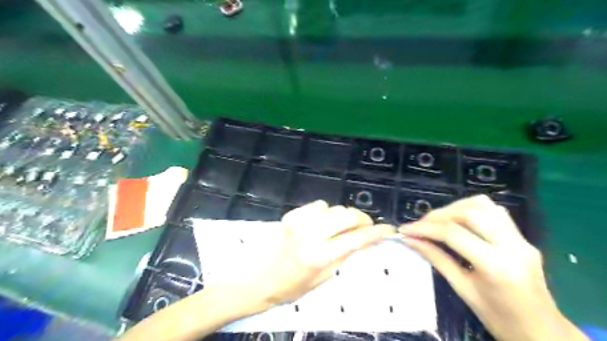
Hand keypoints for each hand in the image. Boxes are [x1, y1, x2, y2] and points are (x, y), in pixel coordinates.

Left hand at [210, 200, 398, 315]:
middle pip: (345, 215)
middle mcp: (309, 234)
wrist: (259, 278)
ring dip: (341, 216)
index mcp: (318, 256)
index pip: (355, 239)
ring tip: (339, 228)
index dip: (375, 233)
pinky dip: (325, 212)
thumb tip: (362, 239)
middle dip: (361, 218)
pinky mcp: (291, 215)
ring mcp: (298, 221)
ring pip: (333, 208)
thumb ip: (344, 255)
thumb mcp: (323, 277)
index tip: (388, 229)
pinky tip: (321, 224)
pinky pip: (318, 205)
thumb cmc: (292, 286)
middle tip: (365, 226)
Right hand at [399, 194, 588, 340]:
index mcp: (496, 265)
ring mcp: (521, 239)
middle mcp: (512, 245)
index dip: (423, 228)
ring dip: (454, 208)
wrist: (542, 332)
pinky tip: (460, 224)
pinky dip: (471, 211)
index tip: (405, 229)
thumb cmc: (498, 318)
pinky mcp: (522, 237)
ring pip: (483, 205)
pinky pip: (494, 212)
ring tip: (438, 222)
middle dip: (438, 214)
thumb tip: (410, 240)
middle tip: (421, 225)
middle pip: (469, 211)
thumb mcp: (462, 289)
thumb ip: (436, 259)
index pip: (452, 233)